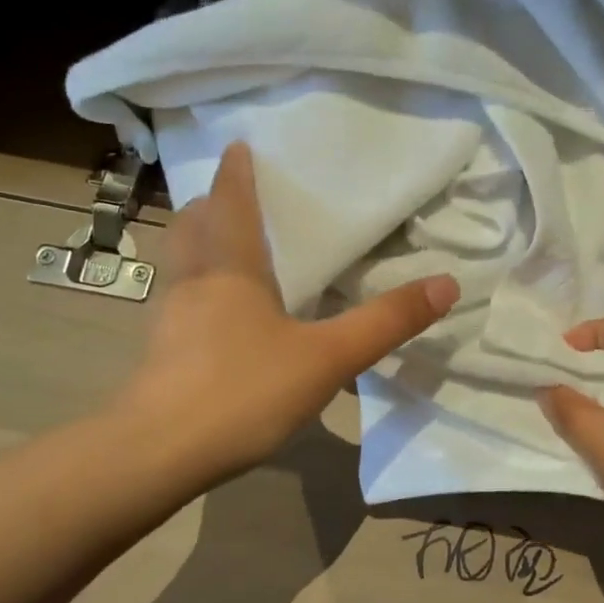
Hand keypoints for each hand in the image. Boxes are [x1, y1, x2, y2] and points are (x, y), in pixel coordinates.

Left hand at [112, 142, 458, 489]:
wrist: (157, 455)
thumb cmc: (243, 390)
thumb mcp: (328, 357)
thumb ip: (386, 322)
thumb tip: (446, 284)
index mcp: (231, 269)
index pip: (230, 205)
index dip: (235, 174)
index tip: (237, 147)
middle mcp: (194, 284)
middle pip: (190, 229)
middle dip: (208, 208)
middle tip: (230, 200)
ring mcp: (169, 321)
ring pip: (180, 267)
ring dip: (197, 248)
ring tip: (225, 253)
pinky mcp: (160, 357)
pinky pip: (179, 306)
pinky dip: (197, 294)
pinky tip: (219, 322)